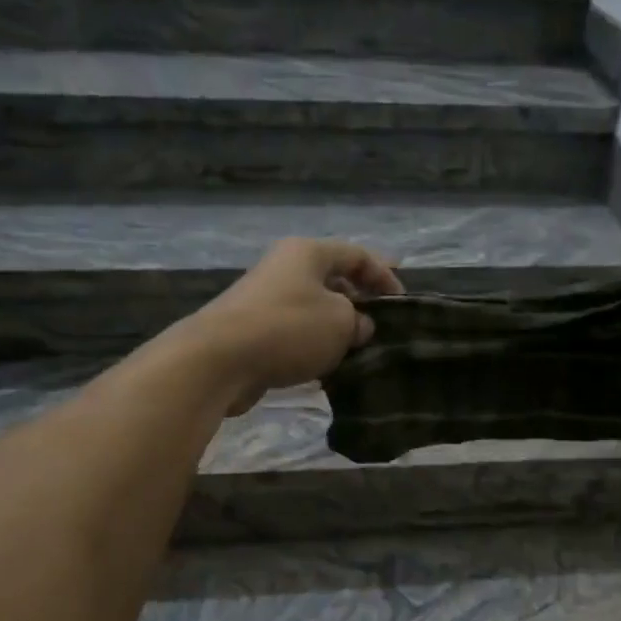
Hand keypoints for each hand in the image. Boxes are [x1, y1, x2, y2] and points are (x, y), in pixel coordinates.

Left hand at [183, 238, 403, 414]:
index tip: (400, 304)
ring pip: (313, 309)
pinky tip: (326, 367)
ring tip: (357, 352)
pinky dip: (313, 346)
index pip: (356, 254)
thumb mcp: (341, 322)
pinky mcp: (253, 330)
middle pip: (333, 280)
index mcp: (307, 253)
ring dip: (336, 329)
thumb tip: (358, 326)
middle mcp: (285, 268)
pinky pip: (294, 333)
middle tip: (379, 329)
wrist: (219, 359)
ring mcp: (265, 299)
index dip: (384, 276)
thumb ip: (359, 320)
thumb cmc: (288, 328)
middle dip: (359, 303)